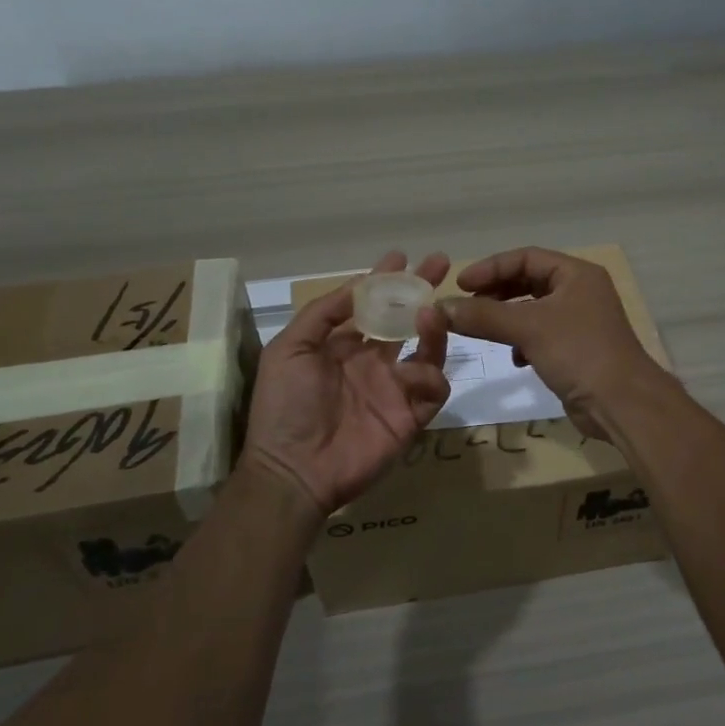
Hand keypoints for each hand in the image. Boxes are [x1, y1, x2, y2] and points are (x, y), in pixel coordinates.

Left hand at [240, 251, 451, 516]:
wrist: (294, 469)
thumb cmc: (285, 406)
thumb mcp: (289, 349)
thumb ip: (322, 313)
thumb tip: (359, 283)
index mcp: (343, 346)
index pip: (371, 306)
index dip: (385, 281)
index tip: (400, 256)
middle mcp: (372, 363)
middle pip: (405, 320)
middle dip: (422, 291)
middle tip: (440, 264)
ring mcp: (394, 389)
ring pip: (428, 350)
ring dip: (432, 328)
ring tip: (431, 312)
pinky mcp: (411, 417)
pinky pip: (434, 389)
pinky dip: (431, 374)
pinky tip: (415, 369)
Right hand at [438, 247, 663, 439]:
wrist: (622, 403)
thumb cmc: (578, 352)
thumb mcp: (528, 328)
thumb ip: (484, 316)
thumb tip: (442, 308)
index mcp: (576, 274)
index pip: (526, 257)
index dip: (491, 268)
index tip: (461, 284)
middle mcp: (580, 291)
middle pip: (528, 281)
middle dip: (496, 293)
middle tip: (466, 306)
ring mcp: (580, 321)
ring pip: (533, 310)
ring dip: (506, 318)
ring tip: (482, 330)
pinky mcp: (576, 349)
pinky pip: (541, 335)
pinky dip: (522, 341)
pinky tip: (515, 358)